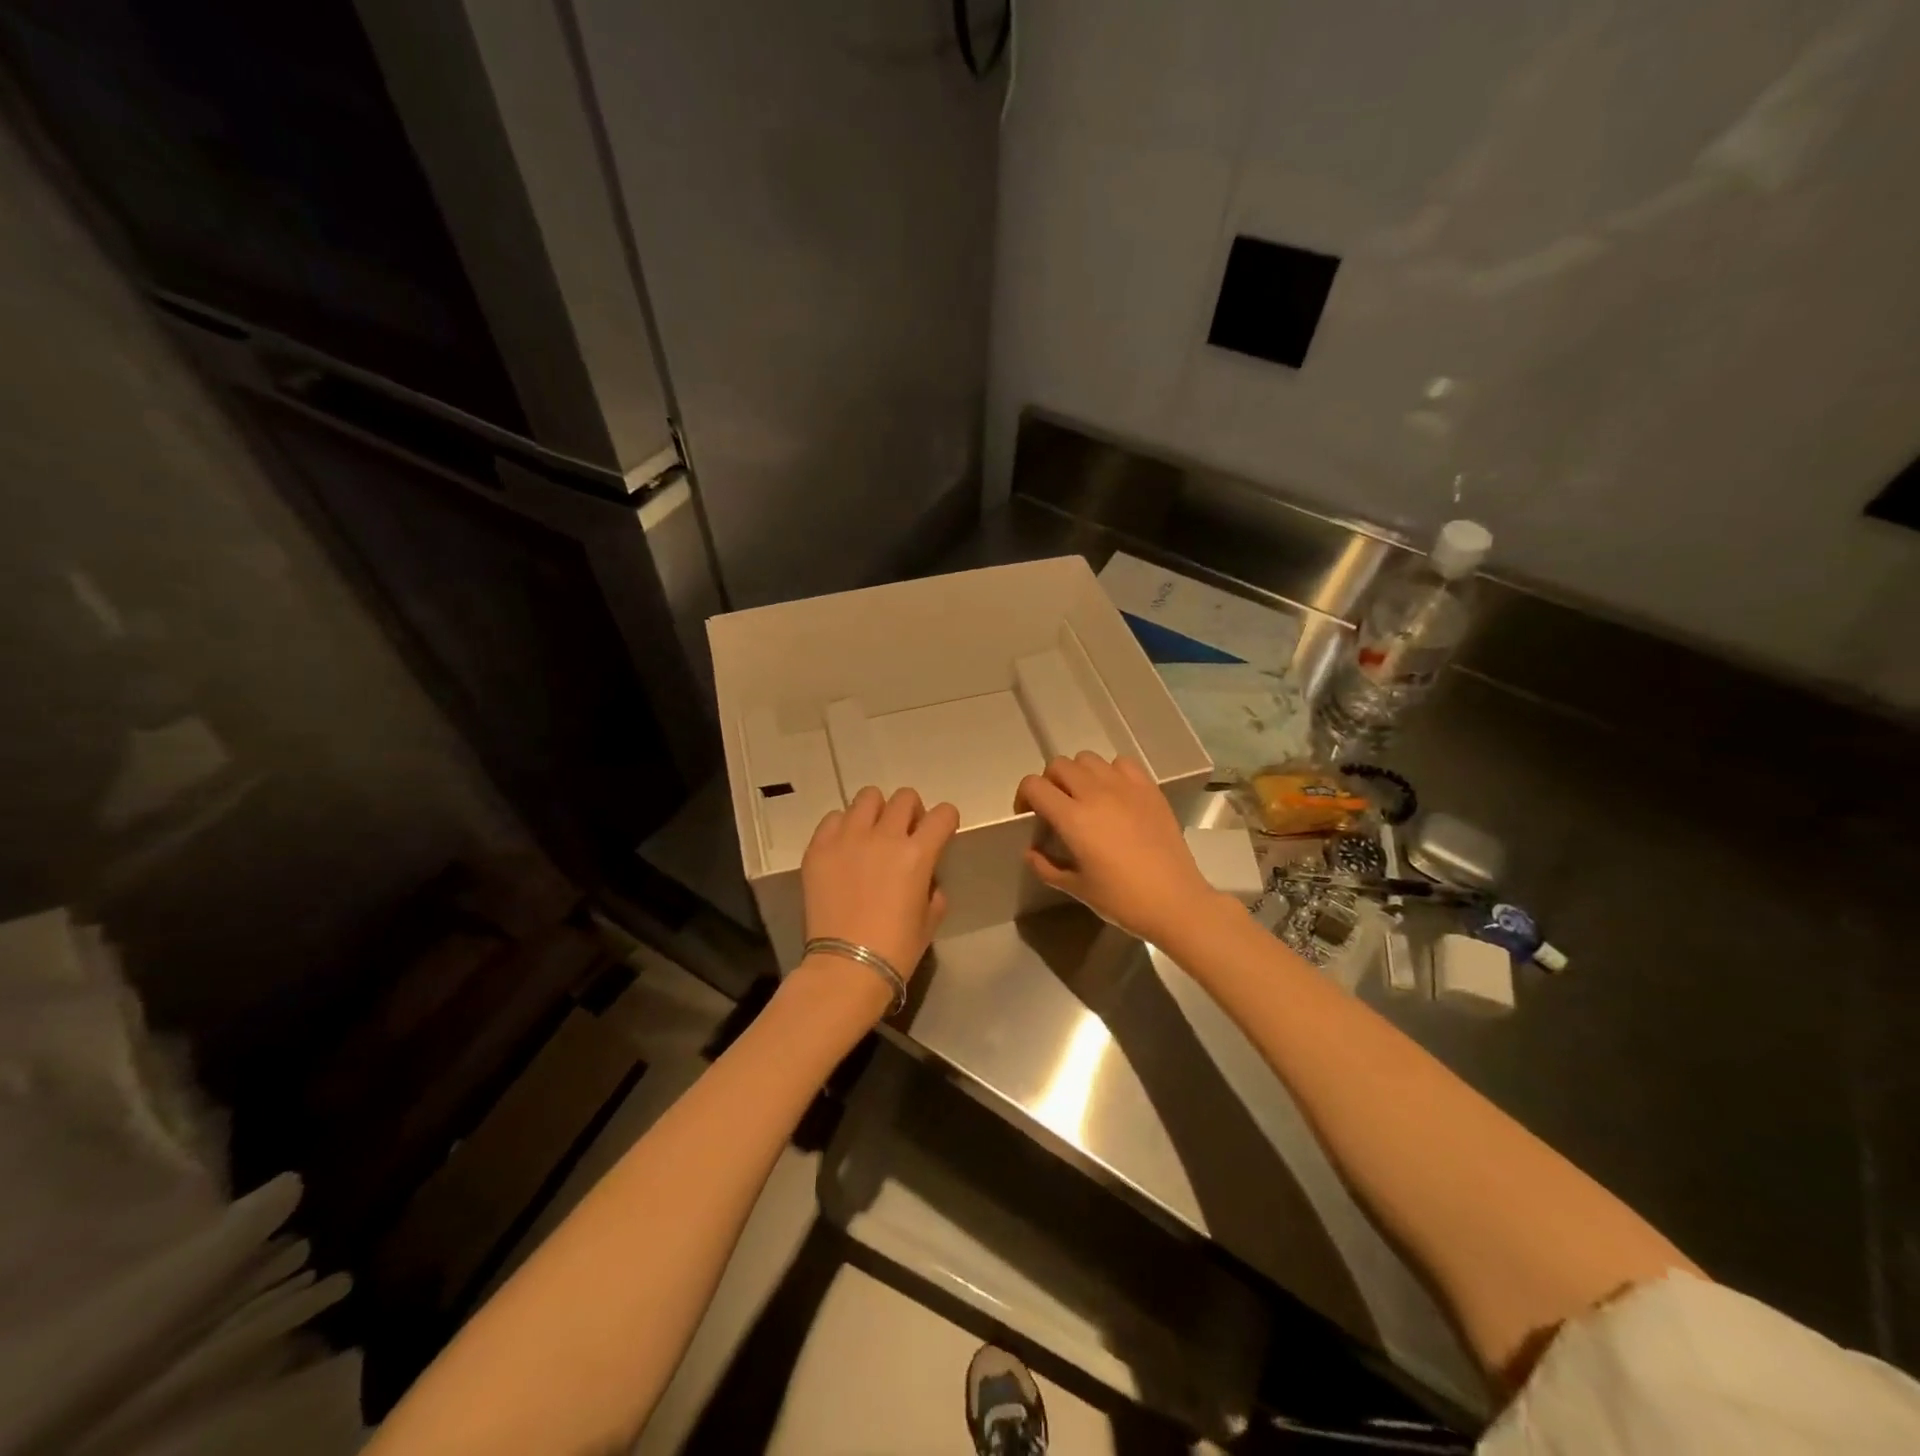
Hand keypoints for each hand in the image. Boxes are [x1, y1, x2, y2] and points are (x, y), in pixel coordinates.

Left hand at [799, 786, 959, 1005]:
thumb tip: (926, 878)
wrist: (846, 967)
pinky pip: (833, 818)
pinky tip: (844, 848)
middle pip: (905, 797)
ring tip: (871, 835)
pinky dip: (843, 827)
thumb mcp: (930, 919)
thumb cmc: (896, 949)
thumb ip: (933, 889)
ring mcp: (848, 838)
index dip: (946, 820)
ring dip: (877, 812)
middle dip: (911, 812)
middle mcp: (884, 836)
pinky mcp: (819, 847)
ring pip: (868, 797)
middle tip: (905, 835)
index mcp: (917, 854)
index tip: (940, 833)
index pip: (943, 814)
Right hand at [1017, 753, 1217, 944]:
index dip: (1023, 797)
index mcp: (1073, 818)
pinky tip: (1115, 794)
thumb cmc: (1121, 899)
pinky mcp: (1149, 788)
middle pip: (1059, 766)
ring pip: (1088, 759)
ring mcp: (1125, 787)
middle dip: (1049, 782)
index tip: (1029, 816)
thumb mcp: (1076, 888)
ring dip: (1078, 774)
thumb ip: (1046, 866)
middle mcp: (1096, 793)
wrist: (1175, 902)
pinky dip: (1110, 772)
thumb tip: (1031, 851)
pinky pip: (1121, 763)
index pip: (1034, 786)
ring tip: (1085, 797)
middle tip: (1055, 807)